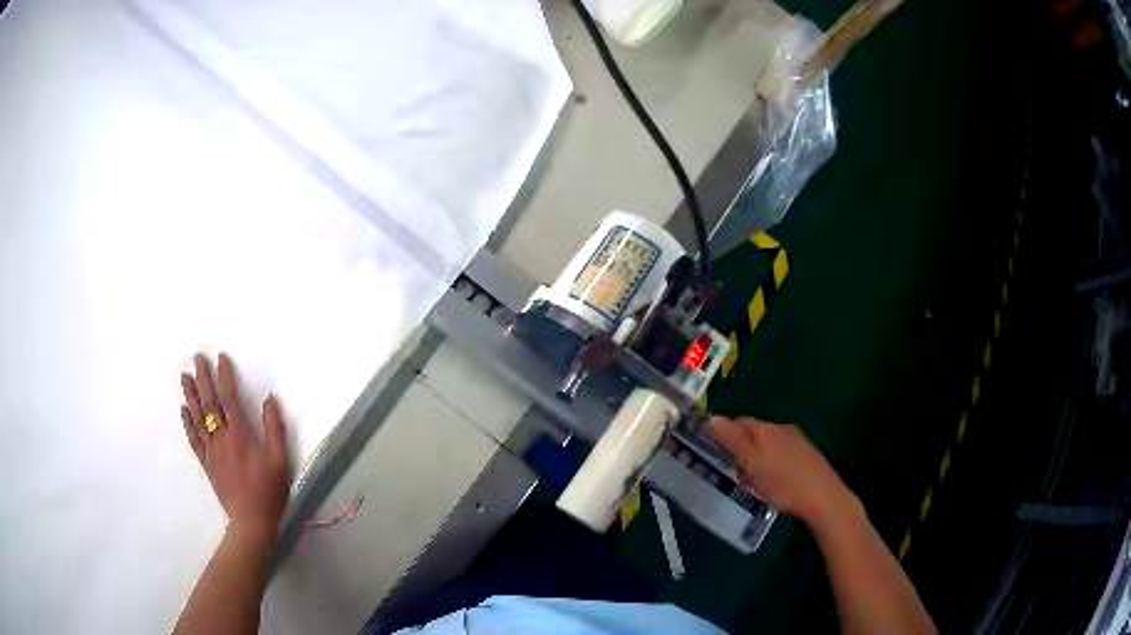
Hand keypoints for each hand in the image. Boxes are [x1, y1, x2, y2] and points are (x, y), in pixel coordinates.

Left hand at [180, 353, 291, 540]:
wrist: (251, 520)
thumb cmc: (269, 489)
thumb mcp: (280, 459)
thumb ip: (275, 428)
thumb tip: (269, 399)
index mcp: (240, 434)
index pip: (230, 398)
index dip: (225, 377)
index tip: (220, 358)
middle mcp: (222, 438)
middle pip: (210, 403)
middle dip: (203, 378)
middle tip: (197, 358)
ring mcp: (212, 451)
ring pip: (198, 418)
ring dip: (190, 395)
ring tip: (184, 376)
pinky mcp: (207, 463)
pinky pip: (194, 439)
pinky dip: (188, 423)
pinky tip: (183, 410)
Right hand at [709, 417, 855, 525]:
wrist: (823, 497)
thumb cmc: (783, 482)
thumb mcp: (753, 464)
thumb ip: (733, 441)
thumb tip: (712, 418)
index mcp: (766, 429)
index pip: (739, 422)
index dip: (725, 435)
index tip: (716, 454)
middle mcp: (782, 429)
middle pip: (754, 433)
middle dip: (741, 449)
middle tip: (734, 473)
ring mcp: (797, 441)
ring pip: (767, 445)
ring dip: (756, 459)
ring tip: (752, 482)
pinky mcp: (806, 455)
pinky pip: (780, 455)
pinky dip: (770, 465)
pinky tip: (772, 482)